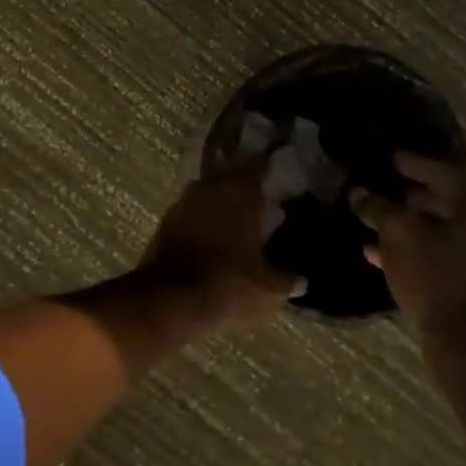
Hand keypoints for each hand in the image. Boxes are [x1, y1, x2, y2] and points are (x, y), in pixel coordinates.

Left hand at [136, 167, 303, 335]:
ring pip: (206, 191)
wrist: (170, 300)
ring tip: (235, 217)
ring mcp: (183, 202)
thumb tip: (301, 281)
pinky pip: (190, 211)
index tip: (276, 167)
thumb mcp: (268, 289)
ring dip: (219, 200)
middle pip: (228, 173)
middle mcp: (210, 187)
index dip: (267, 165)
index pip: (257, 165)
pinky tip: (211, 235)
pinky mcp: (164, 222)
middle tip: (257, 194)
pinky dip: (201, 218)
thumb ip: (286, 280)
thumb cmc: (229, 285)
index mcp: (240, 192)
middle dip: (241, 182)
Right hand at [354, 153, 465, 353]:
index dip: (413, 164)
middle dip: (413, 199)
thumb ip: (378, 208)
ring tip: (381, 227)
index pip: (444, 173)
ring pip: (450, 232)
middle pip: (450, 202)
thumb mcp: (397, 235)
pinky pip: (454, 255)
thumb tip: (361, 194)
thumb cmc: (435, 279)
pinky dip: (426, 251)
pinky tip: (389, 258)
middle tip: (386, 192)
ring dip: (416, 228)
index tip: (391, 159)